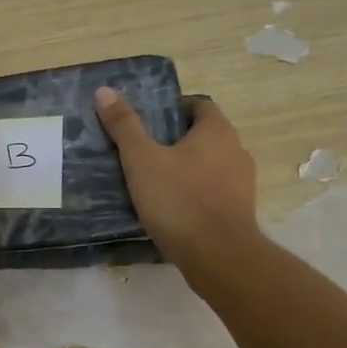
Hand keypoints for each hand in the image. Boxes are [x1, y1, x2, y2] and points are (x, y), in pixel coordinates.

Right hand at [93, 88, 259, 282]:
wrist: (218, 256)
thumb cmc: (179, 200)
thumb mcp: (141, 160)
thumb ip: (124, 125)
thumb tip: (105, 91)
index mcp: (217, 131)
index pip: (198, 105)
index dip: (172, 109)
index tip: (146, 123)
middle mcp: (236, 150)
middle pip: (203, 135)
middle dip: (175, 139)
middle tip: (142, 150)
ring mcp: (242, 182)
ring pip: (209, 164)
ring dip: (186, 168)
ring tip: (153, 180)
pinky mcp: (240, 210)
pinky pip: (213, 191)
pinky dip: (194, 192)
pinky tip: (171, 207)